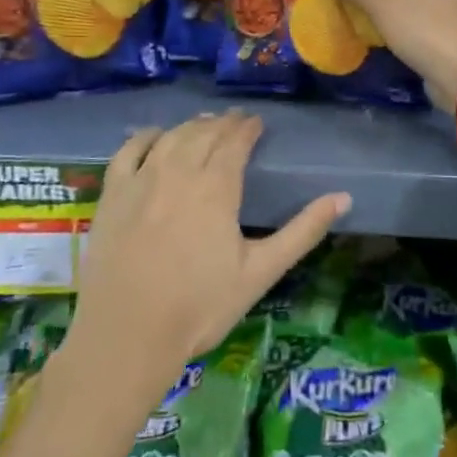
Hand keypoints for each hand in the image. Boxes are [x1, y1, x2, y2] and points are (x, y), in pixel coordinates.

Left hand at [70, 112, 349, 390]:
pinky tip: (156, 136)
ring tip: (205, 124)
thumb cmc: (200, 307)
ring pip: (171, 137)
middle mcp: (179, 172)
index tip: (257, 123)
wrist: (127, 336)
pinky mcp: (112, 195)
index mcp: (216, 187)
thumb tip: (343, 197)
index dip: (247, 128)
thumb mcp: (261, 272)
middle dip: (223, 123)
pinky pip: (129, 151)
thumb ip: (303, 231)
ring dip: (191, 126)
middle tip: (236, 120)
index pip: (235, 141)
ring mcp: (141, 180)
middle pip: (204, 134)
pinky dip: (146, 137)